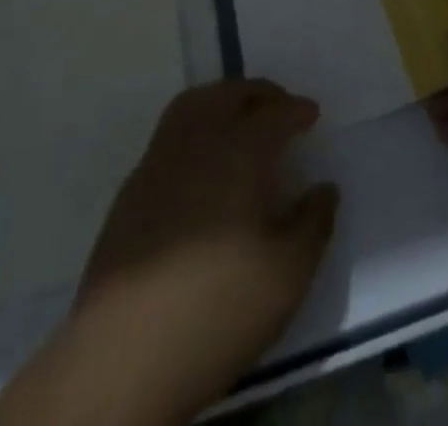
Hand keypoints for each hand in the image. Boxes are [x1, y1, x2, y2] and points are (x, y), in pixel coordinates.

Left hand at [0, 80, 336, 425]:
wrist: (123, 354)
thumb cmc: (217, 309)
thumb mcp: (287, 276)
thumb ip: (313, 224)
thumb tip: (325, 189)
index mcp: (240, 152)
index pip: (274, 113)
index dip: (296, 110)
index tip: (312, 115)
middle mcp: (198, 142)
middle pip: (229, 94)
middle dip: (258, 93)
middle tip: (279, 106)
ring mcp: (158, 162)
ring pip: (192, 105)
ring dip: (221, 100)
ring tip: (240, 120)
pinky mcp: (131, 190)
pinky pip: (169, 135)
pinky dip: (194, 130)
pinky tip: (202, 164)